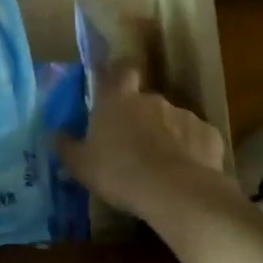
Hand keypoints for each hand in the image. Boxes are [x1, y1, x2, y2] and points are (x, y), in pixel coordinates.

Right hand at [54, 64, 227, 223]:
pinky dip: (191, 152)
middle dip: (142, 117)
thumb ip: (66, 146)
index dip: (119, 77)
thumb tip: (53, 134)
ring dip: (166, 136)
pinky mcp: (209, 135)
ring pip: (172, 121)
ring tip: (160, 167)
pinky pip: (196, 140)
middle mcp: (152, 98)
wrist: (175, 192)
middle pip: (146, 100)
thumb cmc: (119, 172)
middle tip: (133, 145)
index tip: (116, 91)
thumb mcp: (81, 165)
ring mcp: (184, 115)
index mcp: (118, 99)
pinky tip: (185, 173)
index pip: (121, 70)